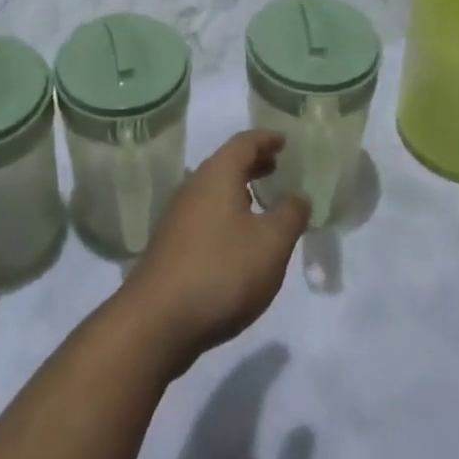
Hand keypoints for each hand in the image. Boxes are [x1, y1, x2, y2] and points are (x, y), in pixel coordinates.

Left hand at [114, 132, 307, 377]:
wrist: (159, 318)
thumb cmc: (222, 270)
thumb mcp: (270, 244)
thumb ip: (289, 215)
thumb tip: (298, 195)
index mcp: (217, 174)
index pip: (244, 143)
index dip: (266, 139)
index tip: (284, 140)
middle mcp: (194, 185)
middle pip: (226, 163)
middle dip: (253, 162)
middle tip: (277, 166)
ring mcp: (179, 214)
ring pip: (215, 188)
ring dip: (239, 188)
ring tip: (261, 199)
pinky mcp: (173, 242)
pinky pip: (206, 211)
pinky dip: (227, 211)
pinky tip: (238, 236)